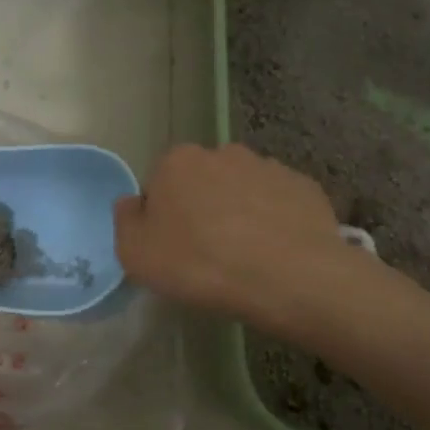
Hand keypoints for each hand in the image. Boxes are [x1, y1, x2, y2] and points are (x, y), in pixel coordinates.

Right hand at [115, 143, 358, 331]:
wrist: (288, 276)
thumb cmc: (200, 265)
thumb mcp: (136, 255)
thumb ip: (125, 222)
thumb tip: (131, 203)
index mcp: (177, 162)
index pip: (158, 184)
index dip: (162, 217)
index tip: (171, 248)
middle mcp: (223, 153)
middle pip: (202, 182)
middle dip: (201, 209)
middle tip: (206, 253)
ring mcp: (268, 166)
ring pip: (242, 190)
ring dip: (239, 213)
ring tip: (246, 256)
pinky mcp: (304, 187)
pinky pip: (278, 203)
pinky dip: (274, 221)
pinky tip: (275, 252)